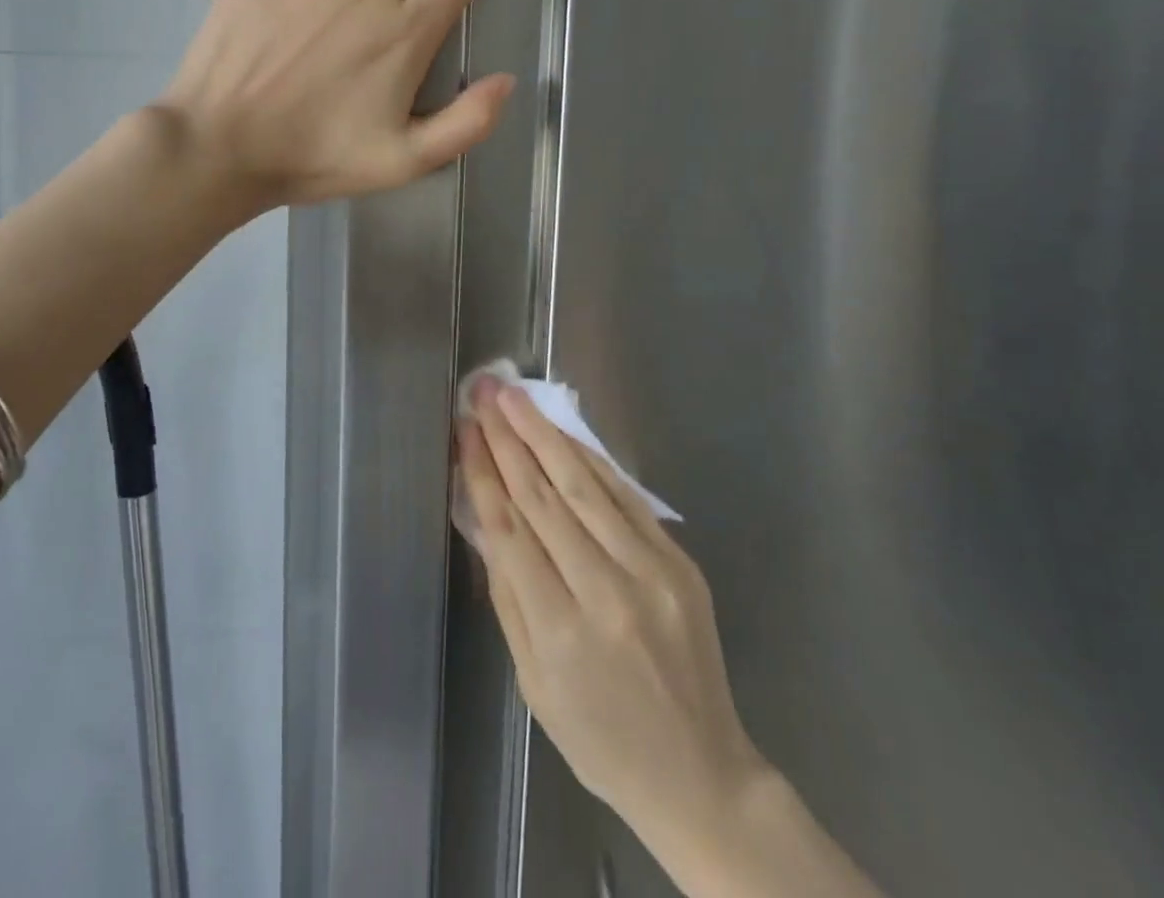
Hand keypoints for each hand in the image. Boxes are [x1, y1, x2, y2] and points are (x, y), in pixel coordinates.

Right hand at [456, 379, 763, 858]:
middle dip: (507, 438)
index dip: (483, 471)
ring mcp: (650, 571)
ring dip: (544, 434)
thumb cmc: (598, 737)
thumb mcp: (532, 680)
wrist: (698, 772)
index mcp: (559, 632)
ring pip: (584, 485)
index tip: (465, 428)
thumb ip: (507, 592)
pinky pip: (625, 498)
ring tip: (515, 397)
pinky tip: (563, 433)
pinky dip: (590, 460)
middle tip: (484, 392)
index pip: (509, 529)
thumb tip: (483, 514)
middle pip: (543, 496)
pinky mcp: (678, 561)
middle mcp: (605, 592)